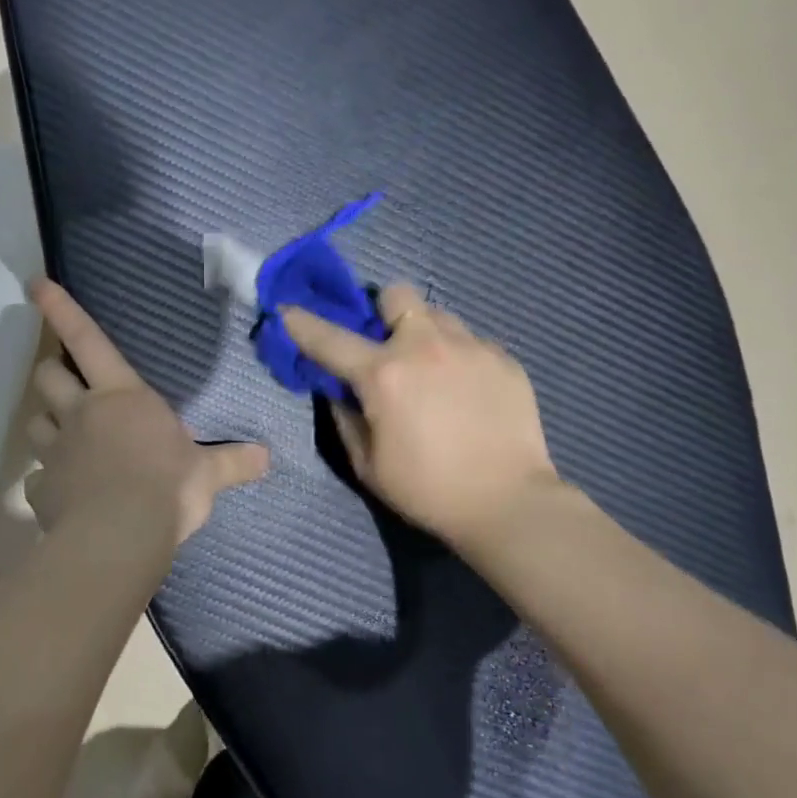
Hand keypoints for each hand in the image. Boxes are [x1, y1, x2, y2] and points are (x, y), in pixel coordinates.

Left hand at [25, 279, 269, 557]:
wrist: (120, 537)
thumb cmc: (167, 488)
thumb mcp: (206, 474)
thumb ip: (232, 462)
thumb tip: (267, 457)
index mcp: (122, 397)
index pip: (88, 340)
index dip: (61, 310)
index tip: (34, 284)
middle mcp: (82, 414)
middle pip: (49, 376)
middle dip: (52, 373)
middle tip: (63, 380)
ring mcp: (56, 451)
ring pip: (35, 422)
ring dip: (46, 422)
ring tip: (60, 435)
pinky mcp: (42, 490)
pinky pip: (35, 479)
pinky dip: (46, 481)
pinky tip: (60, 492)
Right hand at [282, 286, 559, 549]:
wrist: (509, 503)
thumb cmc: (428, 490)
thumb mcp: (368, 465)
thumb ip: (345, 418)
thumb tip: (337, 390)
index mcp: (384, 374)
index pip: (329, 338)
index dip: (301, 322)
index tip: (287, 309)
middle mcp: (426, 346)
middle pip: (395, 294)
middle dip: (384, 313)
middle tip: (389, 348)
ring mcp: (470, 347)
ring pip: (438, 315)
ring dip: (425, 334)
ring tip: (434, 372)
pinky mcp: (504, 358)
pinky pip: (471, 341)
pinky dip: (460, 358)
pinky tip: (468, 393)